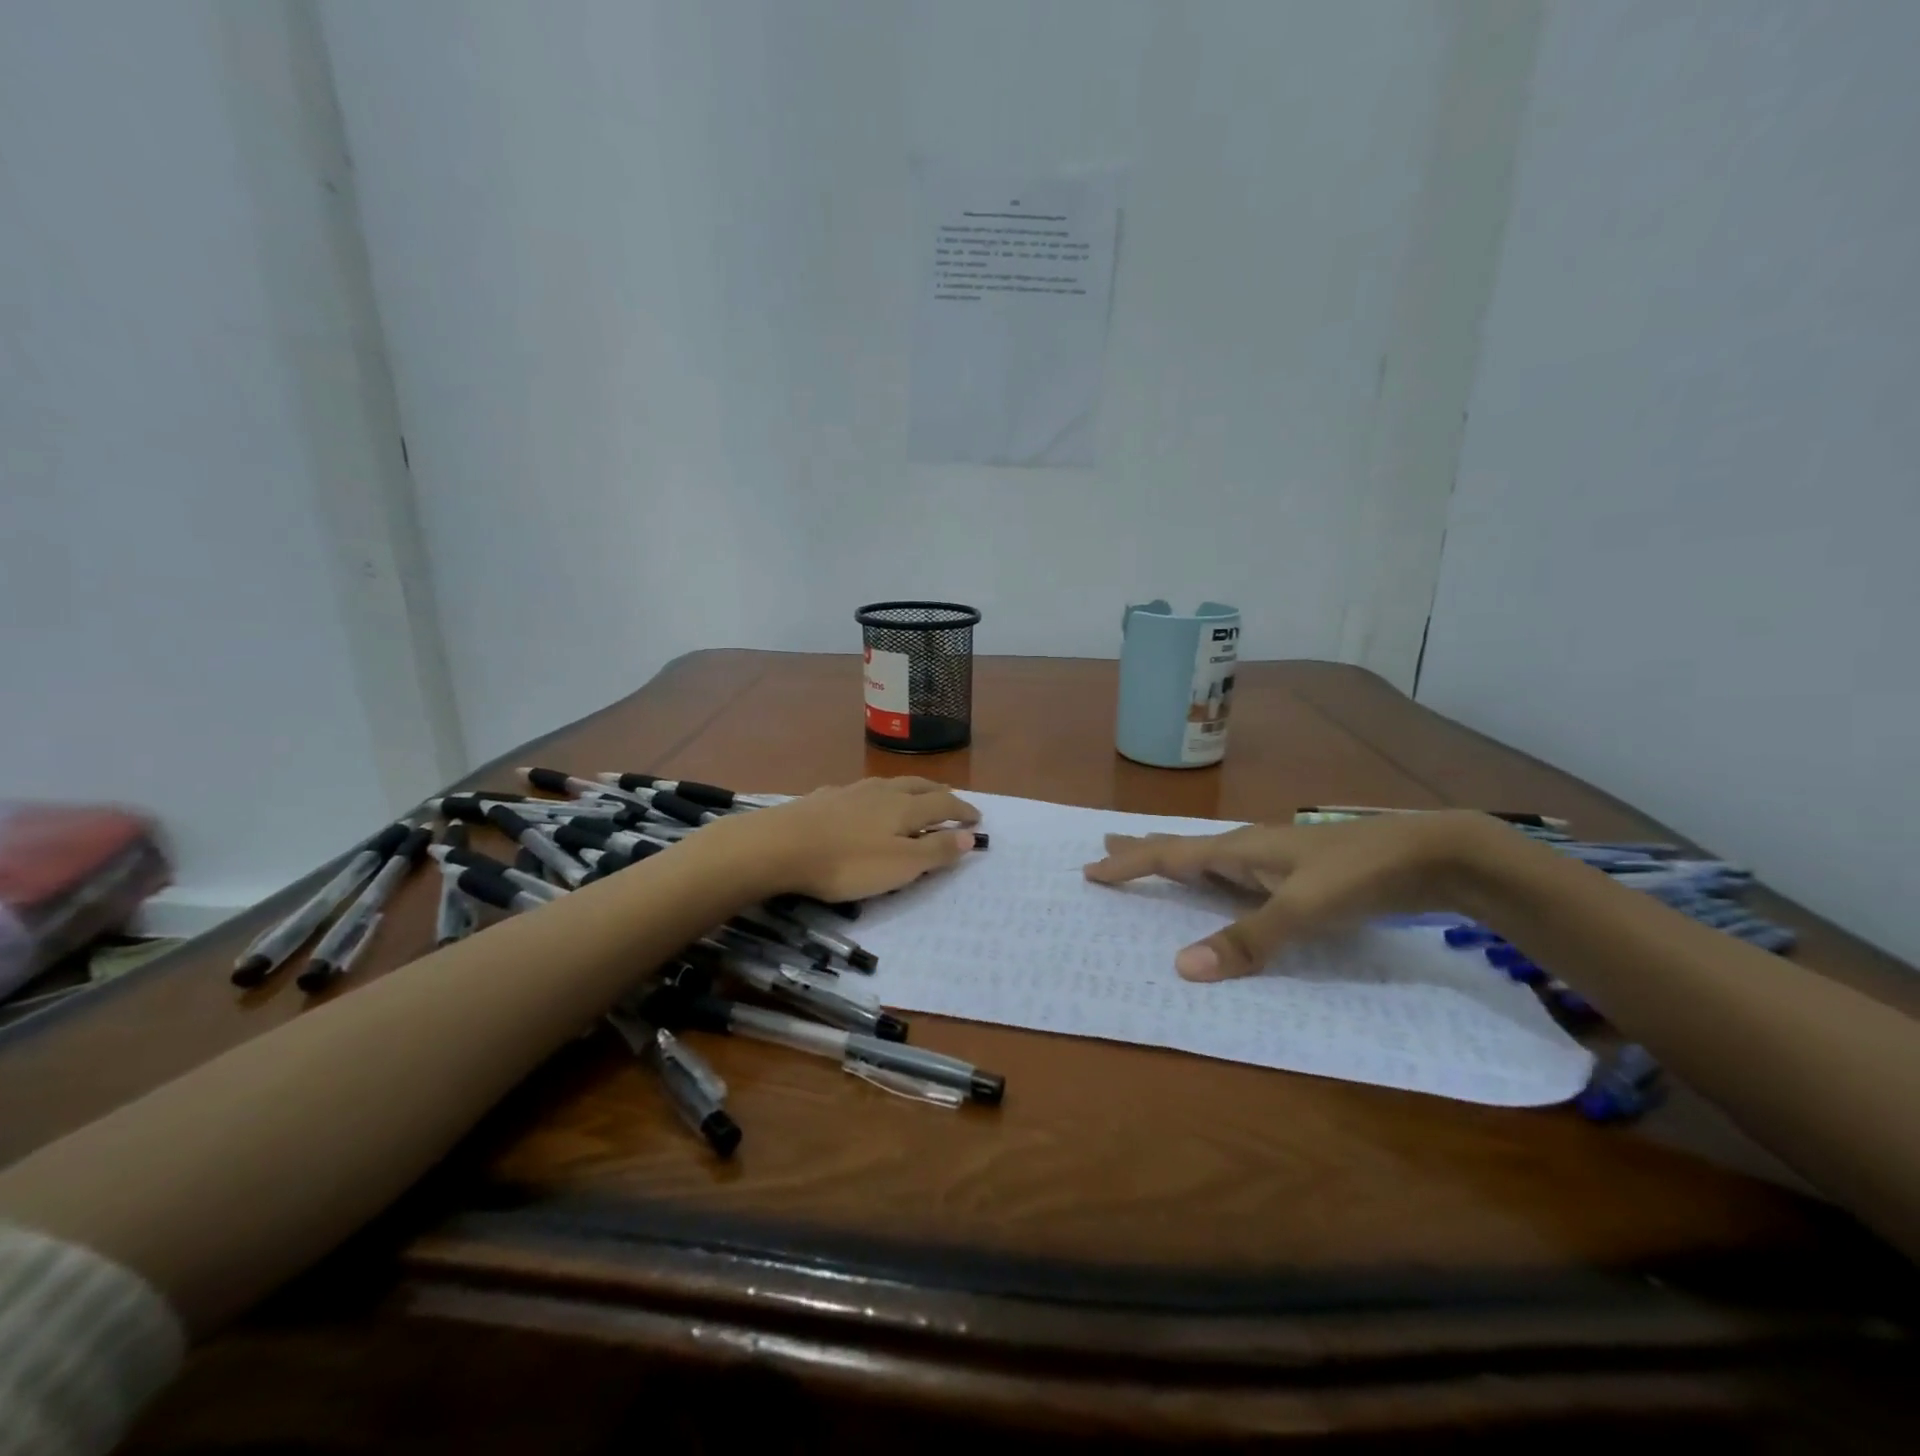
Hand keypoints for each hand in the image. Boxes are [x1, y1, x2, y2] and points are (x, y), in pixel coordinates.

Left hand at [705, 776, 979, 902]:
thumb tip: (969, 836)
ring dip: (910, 790)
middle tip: (952, 801)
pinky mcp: (823, 798)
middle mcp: (882, 792)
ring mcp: (850, 792)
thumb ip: (935, 850)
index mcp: (905, 808)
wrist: (778, 845)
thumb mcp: (899, 866)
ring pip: (889, 784)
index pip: (944, 804)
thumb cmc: (847, 862)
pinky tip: (864, 803)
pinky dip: (876, 797)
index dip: (963, 811)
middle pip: (919, 786)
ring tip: (915, 797)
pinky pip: (860, 792)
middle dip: (940, 794)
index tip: (977, 819)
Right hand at [1082, 811, 1499, 980]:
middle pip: (1182, 848)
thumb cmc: (1360, 875)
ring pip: (1208, 860)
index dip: (1129, 864)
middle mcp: (1248, 849)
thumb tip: (1182, 968)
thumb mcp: (1304, 910)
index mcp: (1239, 850)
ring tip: (1150, 862)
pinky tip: (1219, 885)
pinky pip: (1233, 875)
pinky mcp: (1296, 872)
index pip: (1169, 856)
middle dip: (1143, 851)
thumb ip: (1247, 939)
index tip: (1090, 870)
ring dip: (1174, 862)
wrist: (1431, 853)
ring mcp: (1273, 859)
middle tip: (1105, 847)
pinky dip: (1209, 880)